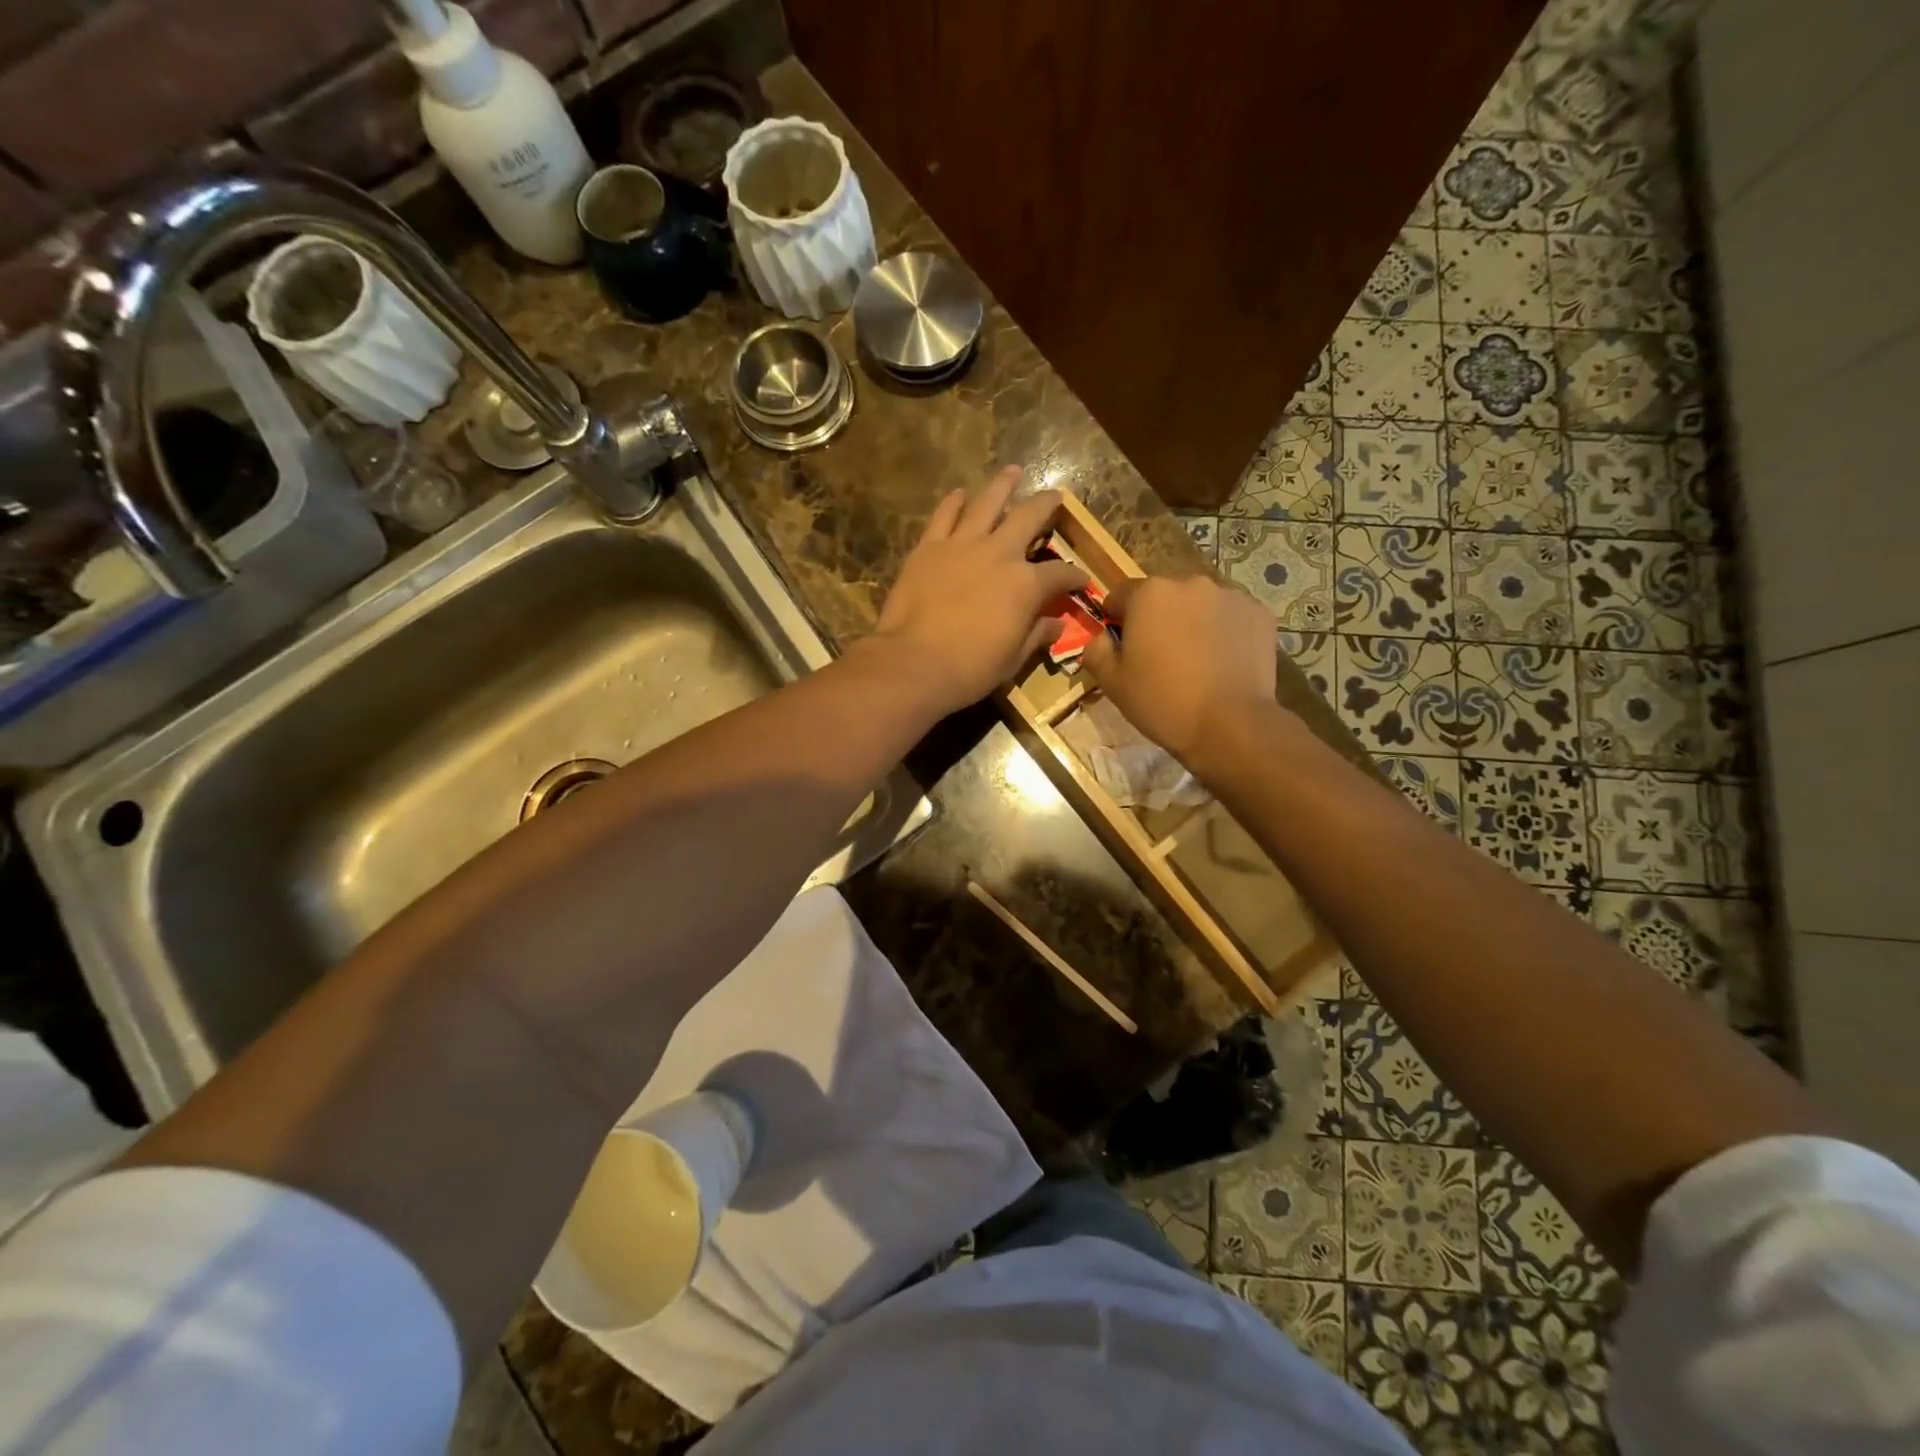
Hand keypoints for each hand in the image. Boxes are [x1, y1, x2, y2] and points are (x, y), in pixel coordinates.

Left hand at [866, 467, 1088, 715]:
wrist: (913, 663)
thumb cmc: (970, 669)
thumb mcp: (1013, 659)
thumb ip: (1036, 635)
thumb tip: (1056, 625)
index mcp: (1026, 584)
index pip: (1060, 574)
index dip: (1075, 577)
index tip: (1081, 580)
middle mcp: (999, 553)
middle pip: (1029, 518)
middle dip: (1047, 505)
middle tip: (1055, 495)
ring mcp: (961, 545)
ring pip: (986, 503)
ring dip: (1002, 485)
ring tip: (1012, 471)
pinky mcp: (928, 547)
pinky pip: (944, 516)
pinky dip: (953, 502)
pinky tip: (959, 494)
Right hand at [1081, 574, 1279, 766]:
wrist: (1230, 725)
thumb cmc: (1162, 701)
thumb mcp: (1112, 682)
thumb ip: (1096, 651)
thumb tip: (1102, 638)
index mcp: (1149, 593)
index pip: (1120, 595)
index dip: (1116, 620)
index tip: (1122, 647)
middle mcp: (1190, 583)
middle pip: (1163, 597)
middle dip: (1158, 619)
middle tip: (1160, 658)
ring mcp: (1230, 596)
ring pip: (1200, 605)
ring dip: (1192, 623)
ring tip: (1196, 661)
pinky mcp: (1260, 614)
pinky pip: (1231, 617)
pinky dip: (1224, 632)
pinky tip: (1223, 663)